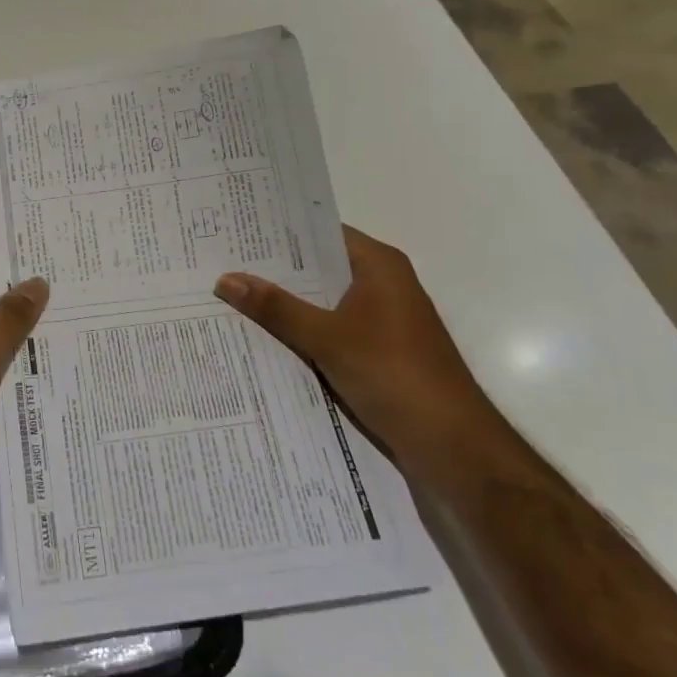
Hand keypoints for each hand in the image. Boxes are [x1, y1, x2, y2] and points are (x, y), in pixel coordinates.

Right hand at [214, 225, 500, 478]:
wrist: (453, 446)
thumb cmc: (394, 374)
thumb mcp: (327, 338)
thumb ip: (276, 308)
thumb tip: (225, 279)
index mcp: (378, 265)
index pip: (320, 233)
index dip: (280, 232)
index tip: (236, 230)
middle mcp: (383, 284)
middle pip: (319, 268)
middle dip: (275, 271)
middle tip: (222, 263)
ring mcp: (382, 320)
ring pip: (323, 302)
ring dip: (287, 305)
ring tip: (232, 297)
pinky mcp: (379, 353)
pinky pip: (331, 331)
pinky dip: (303, 333)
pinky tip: (265, 339)